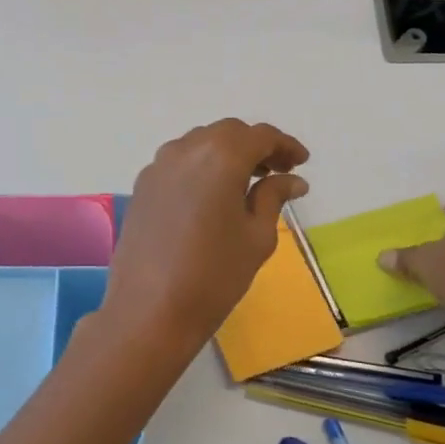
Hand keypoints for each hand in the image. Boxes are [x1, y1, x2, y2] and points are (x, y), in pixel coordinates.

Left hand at [102, 120, 309, 359]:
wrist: (149, 309)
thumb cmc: (214, 275)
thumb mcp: (256, 237)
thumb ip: (273, 197)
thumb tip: (292, 180)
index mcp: (220, 156)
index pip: (259, 136)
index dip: (284, 145)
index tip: (301, 161)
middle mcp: (186, 150)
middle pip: (227, 133)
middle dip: (255, 146)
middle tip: (278, 171)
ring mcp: (158, 166)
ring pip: (200, 143)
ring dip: (226, 153)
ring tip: (247, 182)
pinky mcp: (142, 186)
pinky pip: (178, 162)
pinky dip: (201, 166)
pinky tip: (212, 195)